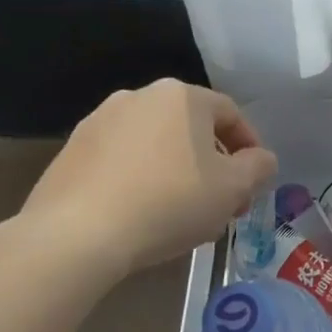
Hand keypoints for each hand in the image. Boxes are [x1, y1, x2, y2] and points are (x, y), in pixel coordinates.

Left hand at [18, 79, 276, 279]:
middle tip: (224, 203)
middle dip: (214, 164)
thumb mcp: (233, 189)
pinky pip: (122, 162)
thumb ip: (258, 167)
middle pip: (192, 129)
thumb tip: (260, 160)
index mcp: (182, 96)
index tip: (254, 181)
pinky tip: (144, 215)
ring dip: (178, 172)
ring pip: (157, 145)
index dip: (250, 148)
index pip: (231, 114)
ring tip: (184, 214)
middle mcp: (139, 97)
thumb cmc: (168, 202)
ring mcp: (99, 122)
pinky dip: (141, 180)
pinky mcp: (71, 152)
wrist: (74, 235)